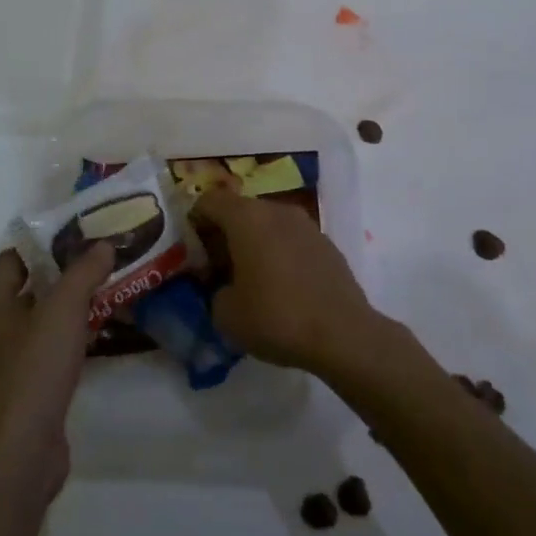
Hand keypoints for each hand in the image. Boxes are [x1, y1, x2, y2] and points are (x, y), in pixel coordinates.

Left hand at [0, 244, 110, 496]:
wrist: (17, 458)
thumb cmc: (32, 373)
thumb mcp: (62, 312)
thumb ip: (83, 273)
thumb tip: (103, 245)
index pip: (13, 258)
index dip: (45, 243)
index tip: (83, 234)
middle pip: (30, 287)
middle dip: (66, 272)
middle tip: (105, 258)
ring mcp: (8, 362)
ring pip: (43, 320)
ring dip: (74, 305)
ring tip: (112, 289)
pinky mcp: (27, 390)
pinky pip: (51, 350)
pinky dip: (74, 337)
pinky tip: (104, 333)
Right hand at [188, 190, 381, 375]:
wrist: (343, 334)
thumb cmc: (276, 317)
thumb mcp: (225, 314)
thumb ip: (213, 291)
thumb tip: (223, 286)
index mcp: (247, 217)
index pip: (209, 200)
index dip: (194, 222)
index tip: (192, 253)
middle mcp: (276, 210)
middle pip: (239, 210)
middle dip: (223, 235)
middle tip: (216, 269)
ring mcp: (305, 224)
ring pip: (267, 224)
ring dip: (253, 243)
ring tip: (249, 279)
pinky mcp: (326, 243)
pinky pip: (290, 239)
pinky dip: (278, 253)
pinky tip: (280, 286)